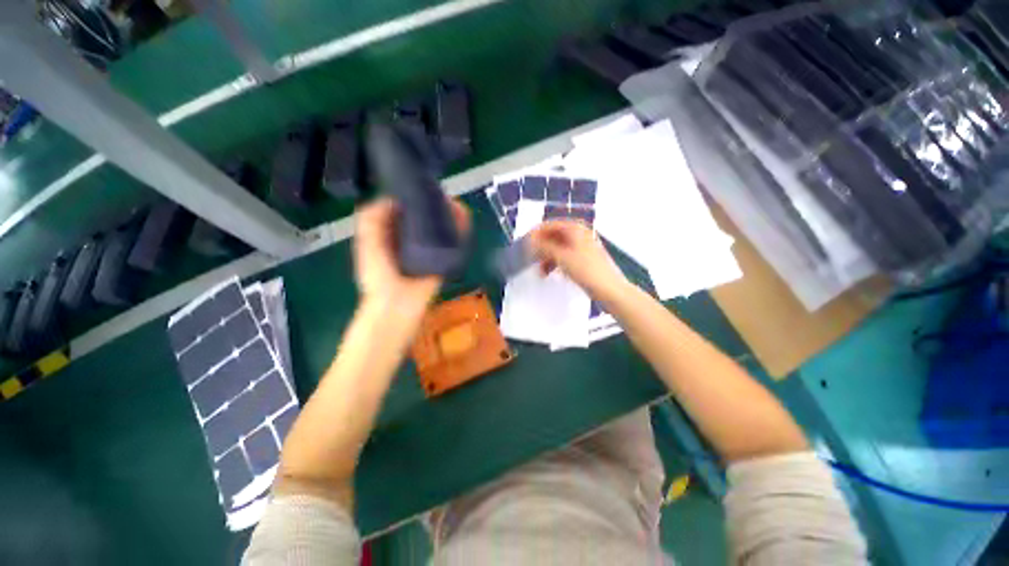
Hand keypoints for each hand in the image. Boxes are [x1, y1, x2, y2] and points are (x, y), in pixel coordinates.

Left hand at [353, 197, 469, 317]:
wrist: (399, 305)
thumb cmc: (379, 275)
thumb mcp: (367, 244)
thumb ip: (371, 220)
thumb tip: (391, 199)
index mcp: (391, 235)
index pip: (403, 211)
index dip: (412, 197)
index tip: (422, 186)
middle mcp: (410, 240)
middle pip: (425, 217)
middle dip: (435, 205)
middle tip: (443, 196)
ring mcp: (428, 249)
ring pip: (441, 227)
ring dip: (449, 215)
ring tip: (455, 204)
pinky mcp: (442, 258)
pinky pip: (453, 241)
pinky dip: (460, 230)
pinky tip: (463, 218)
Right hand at [528, 220, 628, 301]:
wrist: (610, 289)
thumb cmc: (586, 270)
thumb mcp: (562, 257)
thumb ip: (544, 247)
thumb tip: (530, 241)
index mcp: (575, 228)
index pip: (550, 225)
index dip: (535, 233)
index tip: (524, 244)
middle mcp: (579, 234)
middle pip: (554, 236)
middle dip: (541, 247)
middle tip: (530, 258)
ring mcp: (583, 246)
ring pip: (559, 248)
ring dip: (547, 257)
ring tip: (539, 271)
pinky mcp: (584, 259)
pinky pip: (565, 256)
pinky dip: (556, 263)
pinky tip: (549, 273)